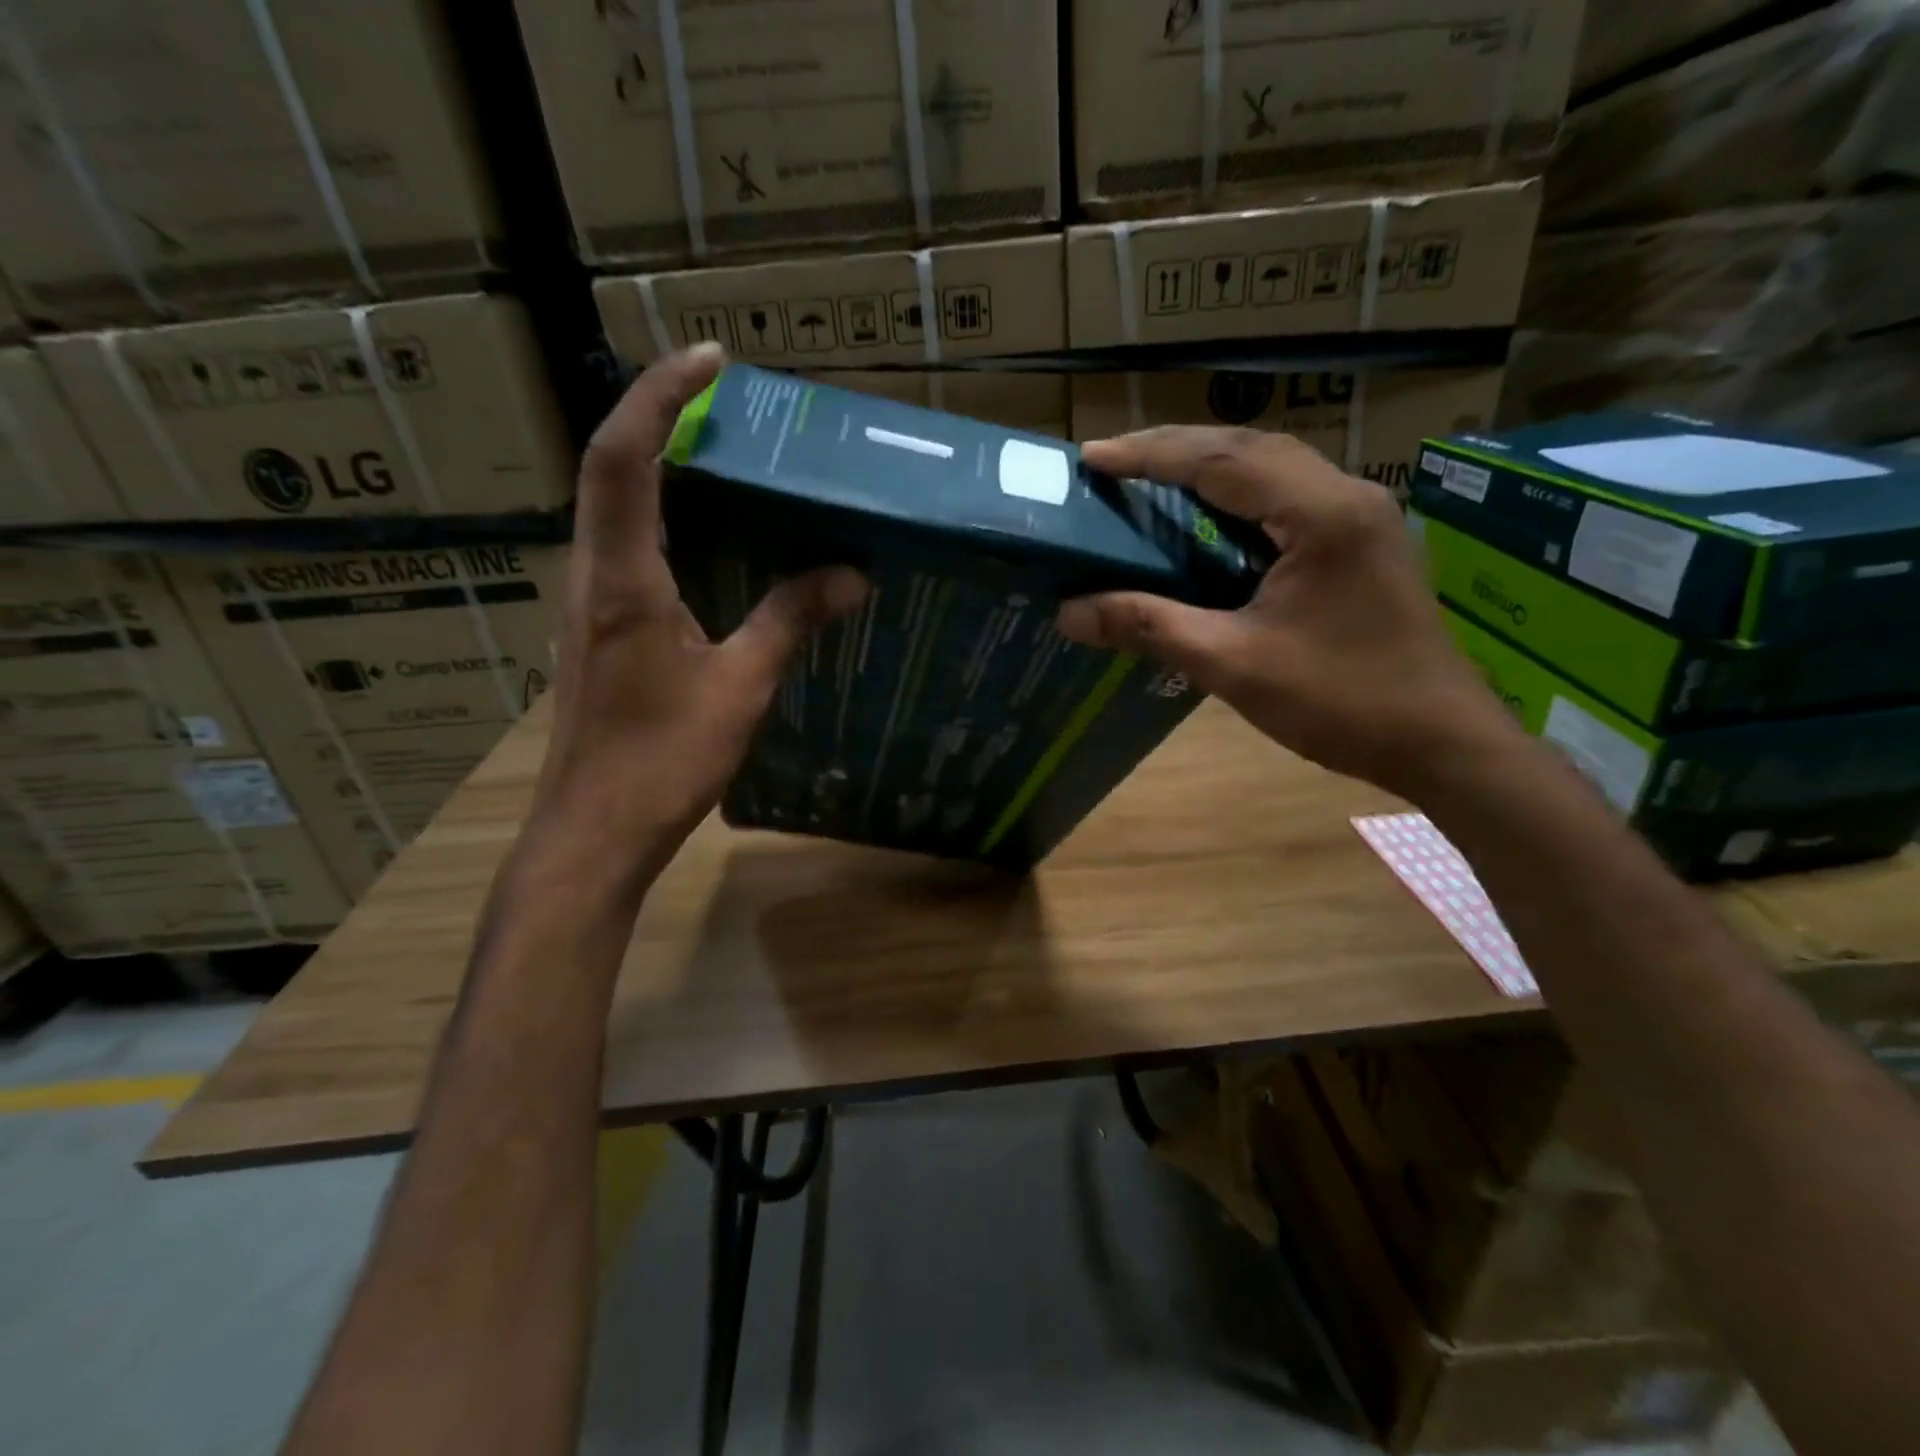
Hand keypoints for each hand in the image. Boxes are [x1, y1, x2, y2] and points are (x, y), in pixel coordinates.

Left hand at [532, 345, 866, 870]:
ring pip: (614, 507)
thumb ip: (790, 621)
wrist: (594, 831)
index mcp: (623, 578)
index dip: (662, 395)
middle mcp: (592, 574)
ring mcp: (588, 602)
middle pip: (612, 468)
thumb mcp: (740, 688)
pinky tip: (711, 538)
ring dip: (661, 466)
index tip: (713, 359)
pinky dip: (664, 517)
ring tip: (726, 454)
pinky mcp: (598, 629)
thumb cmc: (663, 761)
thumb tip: (849, 574)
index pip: (626, 457)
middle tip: (729, 402)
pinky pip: (626, 548)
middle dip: (663, 417)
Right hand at [1057, 426, 1516, 798]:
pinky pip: (1286, 499)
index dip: (1149, 455)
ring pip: (1271, 468)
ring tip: (1146, 479)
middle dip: (1174, 449)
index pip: (1220, 460)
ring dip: (1206, 467)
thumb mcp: (1233, 665)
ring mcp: (1361, 516)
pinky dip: (1235, 497)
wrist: (1441, 743)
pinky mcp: (1360, 543)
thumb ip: (1149, 627)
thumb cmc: (1342, 703)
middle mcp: (1346, 496)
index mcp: (1321, 514)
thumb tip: (1069, 612)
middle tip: (1110, 463)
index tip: (1090, 458)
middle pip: (1248, 448)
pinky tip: (1204, 517)